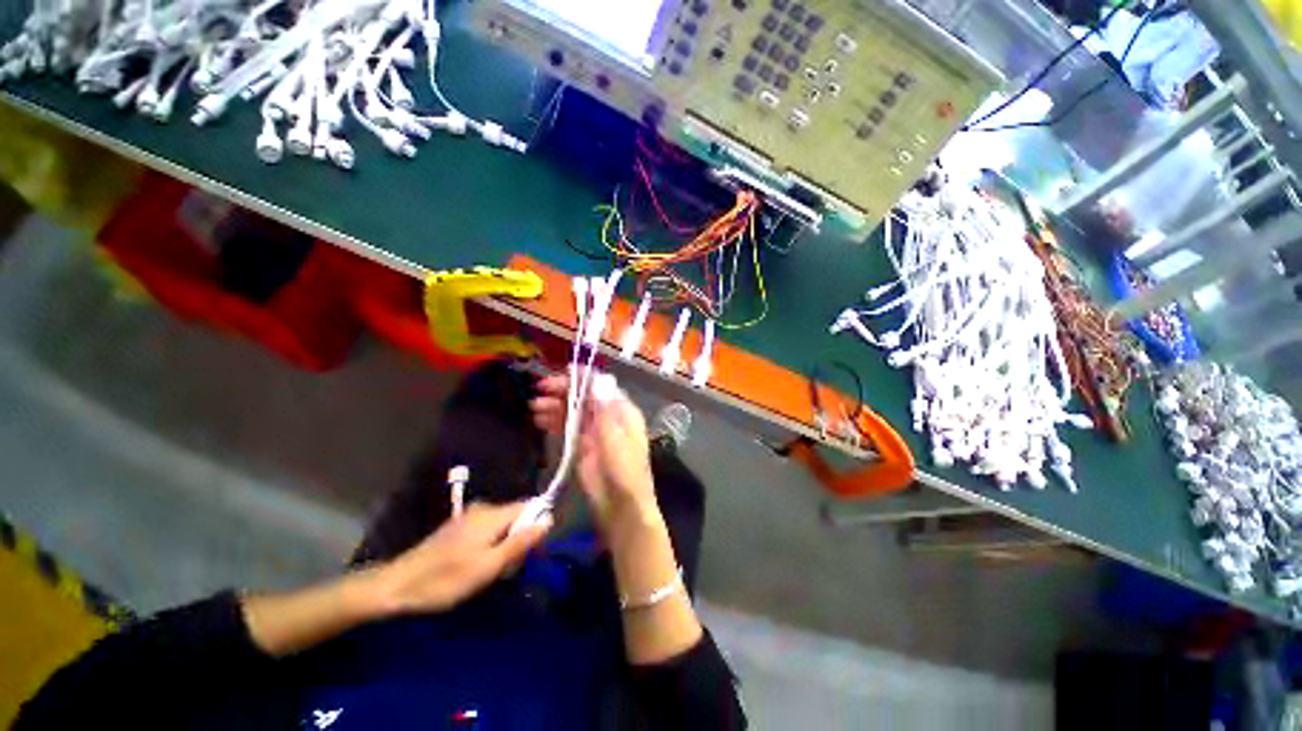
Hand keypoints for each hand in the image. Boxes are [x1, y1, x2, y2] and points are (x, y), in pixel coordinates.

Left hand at [371, 501, 550, 615]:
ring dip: (506, 545)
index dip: (537, 525)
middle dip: (520, 539)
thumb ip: (520, 542)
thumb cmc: (445, 579)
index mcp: (492, 514)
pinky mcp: (459, 527)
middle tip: (509, 568)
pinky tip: (478, 566)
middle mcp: (484, 508)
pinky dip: (492, 545)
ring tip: (492, 571)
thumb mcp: (488, 566)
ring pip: (503, 525)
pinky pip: (489, 529)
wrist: (395, 586)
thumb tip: (549, 520)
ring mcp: (470, 517)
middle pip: (517, 516)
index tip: (533, 552)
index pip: (530, 506)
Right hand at [531, 373, 659, 535]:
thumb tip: (597, 378)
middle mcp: (609, 417)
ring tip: (534, 406)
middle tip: (540, 389)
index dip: (584, 377)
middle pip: (585, 397)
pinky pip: (568, 428)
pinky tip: (540, 420)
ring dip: (555, 406)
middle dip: (564, 390)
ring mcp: (595, 432)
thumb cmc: (625, 472)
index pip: (602, 386)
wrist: (623, 509)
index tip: (563, 371)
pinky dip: (555, 422)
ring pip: (574, 411)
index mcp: (623, 412)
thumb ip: (605, 410)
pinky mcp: (583, 447)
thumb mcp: (617, 439)